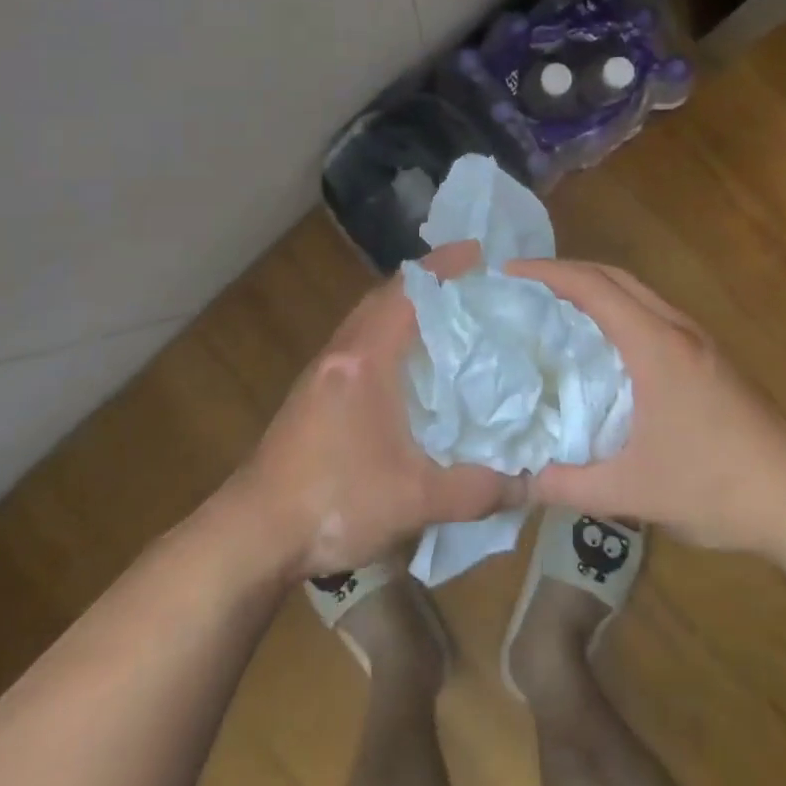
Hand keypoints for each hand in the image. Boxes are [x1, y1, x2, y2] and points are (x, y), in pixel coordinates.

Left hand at [233, 242, 522, 577]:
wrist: (254, 533)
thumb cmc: (335, 502)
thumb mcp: (415, 500)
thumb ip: (477, 490)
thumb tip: (530, 483)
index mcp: (365, 359)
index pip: (407, 293)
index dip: (443, 267)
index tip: (478, 252)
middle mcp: (341, 352)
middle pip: (385, 296)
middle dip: (426, 282)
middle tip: (470, 282)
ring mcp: (322, 371)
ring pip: (368, 318)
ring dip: (403, 307)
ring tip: (446, 316)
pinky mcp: (313, 392)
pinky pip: (358, 342)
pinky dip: (387, 334)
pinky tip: (408, 365)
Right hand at [508, 258, 785, 553]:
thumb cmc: (716, 488)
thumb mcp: (632, 493)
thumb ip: (568, 485)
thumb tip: (516, 479)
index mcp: (655, 346)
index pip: (593, 287)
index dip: (547, 273)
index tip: (508, 274)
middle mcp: (676, 329)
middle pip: (614, 277)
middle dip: (566, 272)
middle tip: (524, 288)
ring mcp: (697, 340)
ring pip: (636, 292)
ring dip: (594, 288)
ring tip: (553, 308)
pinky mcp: (708, 356)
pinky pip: (650, 312)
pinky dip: (616, 308)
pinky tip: (601, 343)